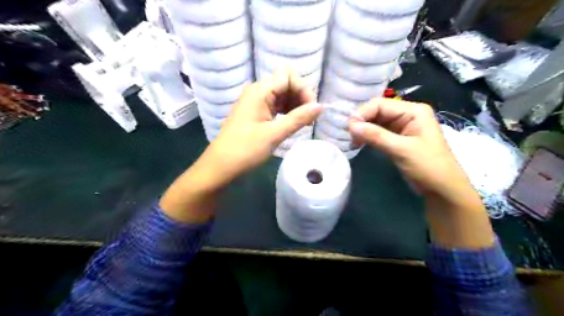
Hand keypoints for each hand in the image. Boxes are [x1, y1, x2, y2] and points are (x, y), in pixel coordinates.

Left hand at [160, 71, 323, 222]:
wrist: (221, 166)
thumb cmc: (245, 149)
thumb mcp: (274, 134)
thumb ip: (299, 118)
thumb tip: (321, 106)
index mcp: (259, 91)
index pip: (289, 76)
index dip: (304, 89)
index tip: (311, 110)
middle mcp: (257, 91)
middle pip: (286, 83)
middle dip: (301, 97)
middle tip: (308, 119)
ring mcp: (256, 102)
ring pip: (282, 95)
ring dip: (295, 105)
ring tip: (303, 123)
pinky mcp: (256, 113)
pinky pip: (276, 106)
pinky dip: (287, 112)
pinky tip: (292, 124)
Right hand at [349, 98, 493, 249]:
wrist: (442, 189)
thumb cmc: (428, 166)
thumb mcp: (402, 150)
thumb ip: (376, 136)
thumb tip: (351, 126)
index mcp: (413, 111)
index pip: (380, 104)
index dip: (362, 113)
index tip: (349, 128)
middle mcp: (407, 114)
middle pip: (377, 111)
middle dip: (362, 121)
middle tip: (349, 136)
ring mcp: (402, 126)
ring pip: (376, 122)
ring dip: (363, 129)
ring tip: (353, 141)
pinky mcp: (397, 138)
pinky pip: (379, 132)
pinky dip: (368, 136)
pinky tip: (360, 143)